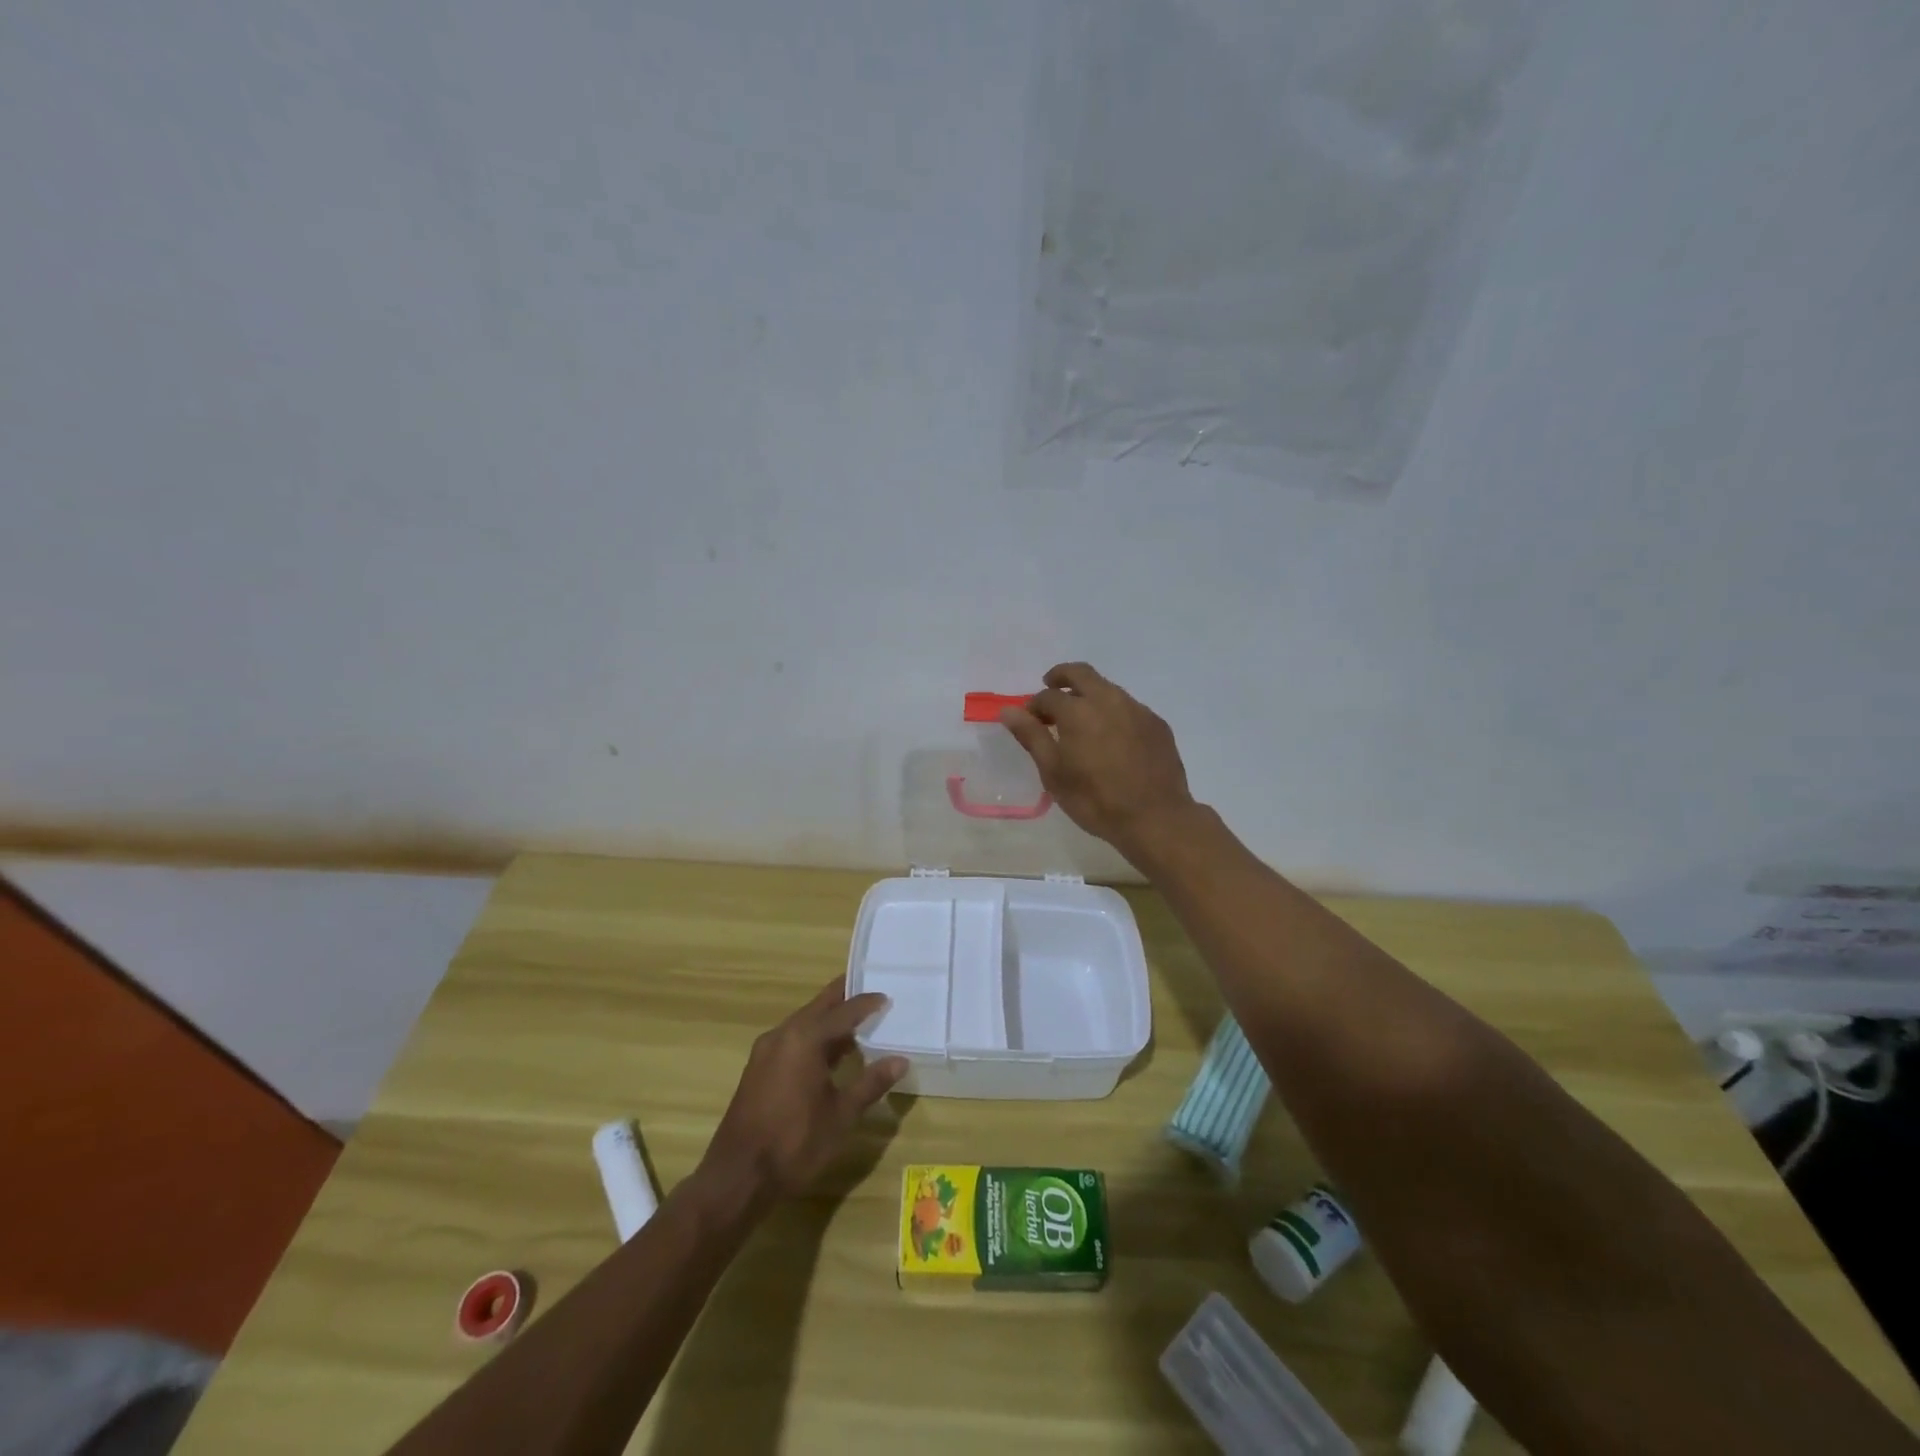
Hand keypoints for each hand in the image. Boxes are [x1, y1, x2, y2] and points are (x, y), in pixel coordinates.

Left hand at [700, 975, 907, 1204]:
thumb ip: (870, 1083)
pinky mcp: (758, 1068)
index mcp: (804, 1038)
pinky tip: (829, 1054)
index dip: (867, 1003)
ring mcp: (766, 1051)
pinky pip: (792, 1039)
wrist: (737, 1177)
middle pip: (819, 1006)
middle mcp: (782, 1035)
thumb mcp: (841, 1115)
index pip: (843, 1011)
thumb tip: (900, 1061)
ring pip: (804, 1023)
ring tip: (857, 1024)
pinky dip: (813, 1037)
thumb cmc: (794, 1143)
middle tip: (870, 994)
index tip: (887, 996)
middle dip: (844, 998)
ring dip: (829, 1020)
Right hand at [1000, 662, 1195, 853]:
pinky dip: (1113, 712)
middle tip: (1051, 688)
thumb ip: (1031, 736)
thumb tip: (1008, 710)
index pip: (1047, 696)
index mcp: (1078, 710)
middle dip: (1061, 677)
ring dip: (1089, 695)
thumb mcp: (1054, 773)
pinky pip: (1129, 707)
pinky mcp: (1157, 723)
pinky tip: (1112, 738)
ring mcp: (1137, 709)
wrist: (1155, 818)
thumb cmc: (1095, 799)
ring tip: (1081, 720)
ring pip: (1107, 688)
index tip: (1030, 721)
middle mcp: (1108, 699)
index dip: (1034, 706)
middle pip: (1081, 673)